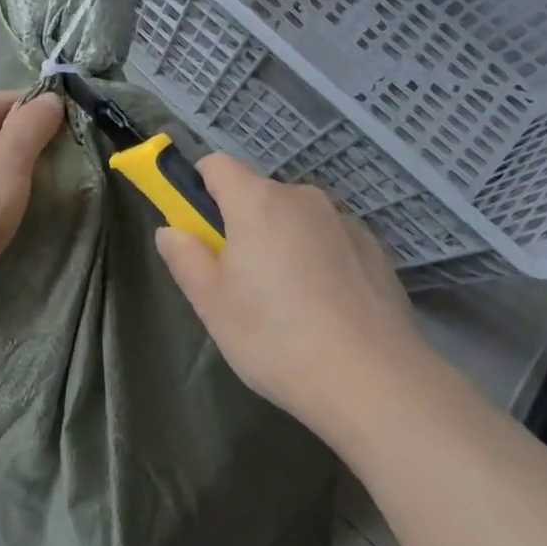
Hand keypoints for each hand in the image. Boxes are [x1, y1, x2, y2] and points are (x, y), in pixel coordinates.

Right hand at [155, 154, 432, 442]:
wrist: (375, 381)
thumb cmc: (277, 338)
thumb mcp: (213, 305)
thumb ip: (185, 259)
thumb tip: (171, 231)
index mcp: (257, 202)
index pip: (217, 164)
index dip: (199, 187)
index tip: (199, 228)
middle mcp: (301, 197)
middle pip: (257, 194)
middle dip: (242, 224)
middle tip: (240, 281)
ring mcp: (343, 220)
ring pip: (296, 218)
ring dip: (282, 241)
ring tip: (288, 303)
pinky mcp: (374, 247)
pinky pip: (329, 239)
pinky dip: (319, 258)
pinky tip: (326, 309)